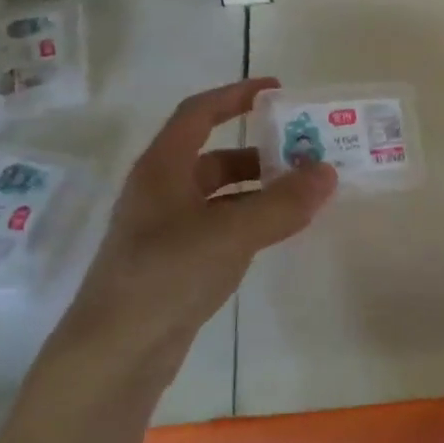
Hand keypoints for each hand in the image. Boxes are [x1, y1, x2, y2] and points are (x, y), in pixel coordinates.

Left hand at [51, 78, 335, 395]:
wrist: (115, 352)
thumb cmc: (166, 276)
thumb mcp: (230, 233)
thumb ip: (282, 203)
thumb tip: (327, 172)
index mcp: (163, 169)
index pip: (198, 113)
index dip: (236, 95)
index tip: (277, 90)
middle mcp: (162, 192)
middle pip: (215, 157)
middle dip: (260, 152)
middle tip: (305, 155)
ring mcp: (167, 230)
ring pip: (221, 196)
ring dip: (260, 191)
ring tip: (304, 196)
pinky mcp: (177, 264)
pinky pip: (221, 228)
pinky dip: (251, 222)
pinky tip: (278, 234)